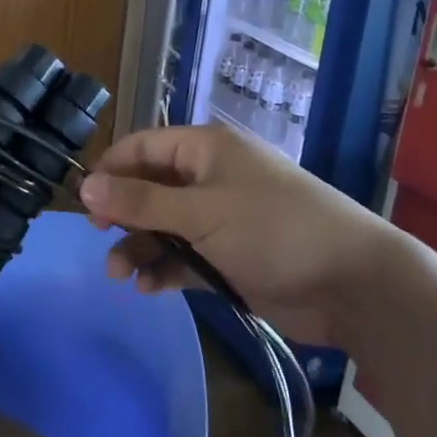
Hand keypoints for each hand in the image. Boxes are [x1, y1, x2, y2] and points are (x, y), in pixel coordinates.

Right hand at [79, 122, 400, 345]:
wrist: (353, 284)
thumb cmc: (273, 230)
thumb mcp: (201, 212)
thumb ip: (141, 201)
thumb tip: (84, 185)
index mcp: (206, 150)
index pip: (143, 147)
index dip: (111, 170)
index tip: (84, 202)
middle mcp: (210, 177)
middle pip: (150, 188)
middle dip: (124, 214)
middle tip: (100, 238)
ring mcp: (221, 218)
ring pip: (165, 225)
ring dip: (141, 247)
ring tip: (120, 276)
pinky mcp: (230, 255)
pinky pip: (186, 255)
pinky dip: (166, 268)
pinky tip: (150, 288)